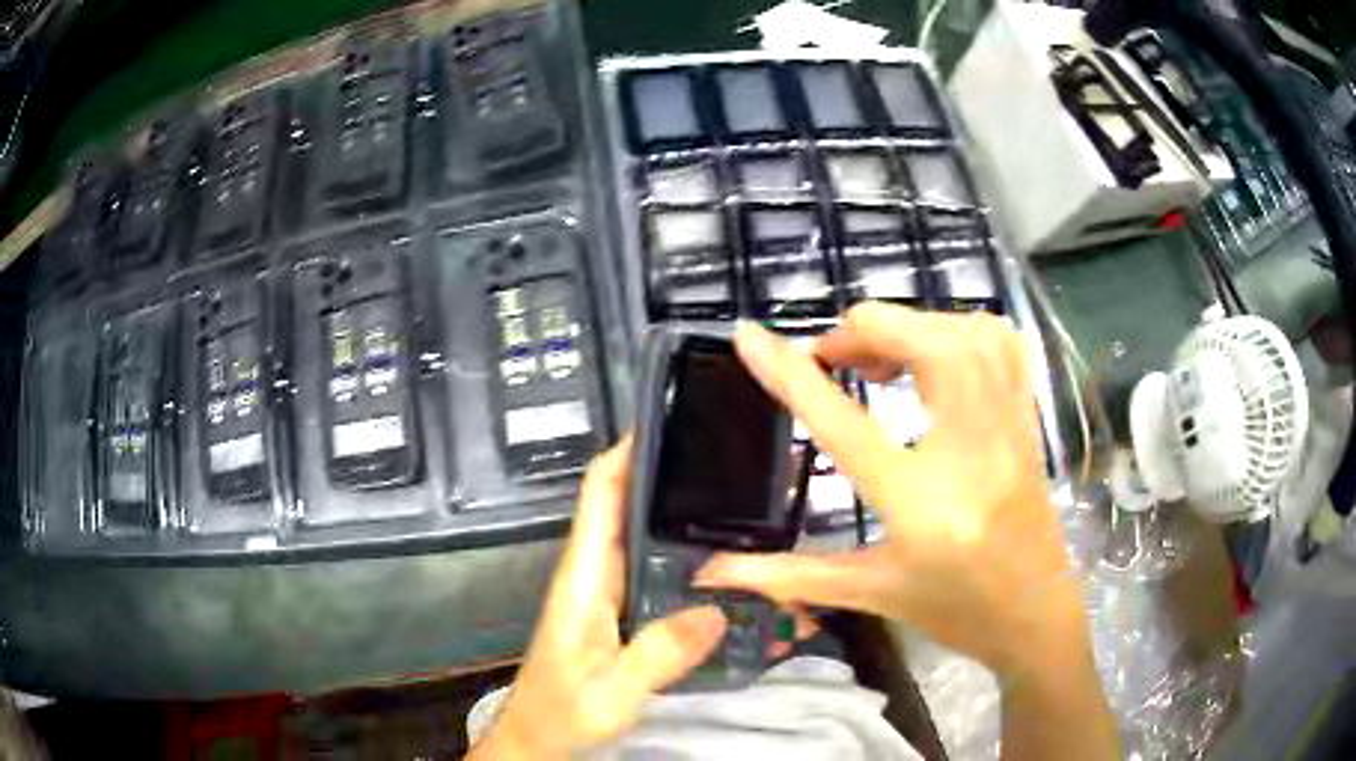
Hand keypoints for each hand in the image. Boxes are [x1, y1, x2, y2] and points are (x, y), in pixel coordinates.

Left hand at [469, 438, 727, 760]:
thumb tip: (717, 609)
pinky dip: (681, 559)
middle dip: (667, 477)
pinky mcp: (617, 614)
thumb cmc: (562, 712)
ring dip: (678, 517)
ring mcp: (605, 594)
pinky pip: (652, 573)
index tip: (671, 423)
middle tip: (728, 463)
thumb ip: (660, 653)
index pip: (599, 494)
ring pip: (642, 538)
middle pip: (625, 507)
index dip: (627, 452)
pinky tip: (721, 568)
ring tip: (737, 507)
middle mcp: (593, 575)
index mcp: (583, 578)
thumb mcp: (613, 691)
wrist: (537, 739)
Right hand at [697, 303, 1085, 679]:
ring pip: (964, 332)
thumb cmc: (954, 611)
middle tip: (831, 357)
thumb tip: (708, 569)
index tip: (749, 335)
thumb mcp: (869, 593)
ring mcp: (1008, 428)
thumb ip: (786, 575)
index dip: (790, 373)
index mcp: (920, 505)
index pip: (843, 424)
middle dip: (862, 332)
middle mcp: (971, 452)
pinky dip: (958, 328)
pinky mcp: (1027, 418)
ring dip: (910, 325)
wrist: (1036, 616)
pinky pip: (1001, 343)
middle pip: (921, 345)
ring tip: (879, 354)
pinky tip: (936, 352)